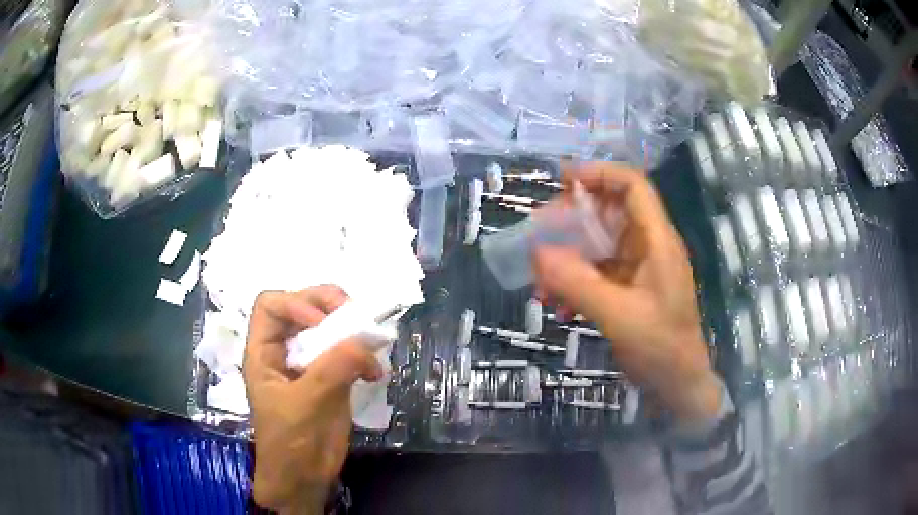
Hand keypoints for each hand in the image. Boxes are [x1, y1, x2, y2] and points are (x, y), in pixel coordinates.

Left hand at [243, 286, 382, 513]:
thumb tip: (366, 340)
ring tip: (371, 342)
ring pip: (328, 329)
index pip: (271, 305)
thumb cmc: (291, 444)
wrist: (304, 480)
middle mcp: (283, 351)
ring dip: (351, 330)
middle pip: (302, 308)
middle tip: (355, 316)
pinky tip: (375, 373)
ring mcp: (308, 364)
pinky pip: (346, 353)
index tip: (323, 323)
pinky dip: (363, 355)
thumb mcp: (306, 404)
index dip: (296, 303)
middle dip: (329, 306)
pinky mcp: (330, 378)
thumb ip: (333, 369)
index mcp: (263, 352)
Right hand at [533, 162, 720, 423]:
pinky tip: (558, 304)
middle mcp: (649, 246)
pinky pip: (597, 271)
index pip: (633, 186)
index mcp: (657, 241)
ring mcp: (639, 268)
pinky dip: (575, 280)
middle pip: (611, 210)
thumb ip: (578, 283)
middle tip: (541, 231)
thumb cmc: (660, 348)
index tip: (562, 180)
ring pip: (600, 243)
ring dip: (569, 254)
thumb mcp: (619, 316)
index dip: (600, 173)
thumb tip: (537, 253)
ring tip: (542, 276)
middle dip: (574, 216)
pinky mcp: (629, 287)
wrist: (677, 385)